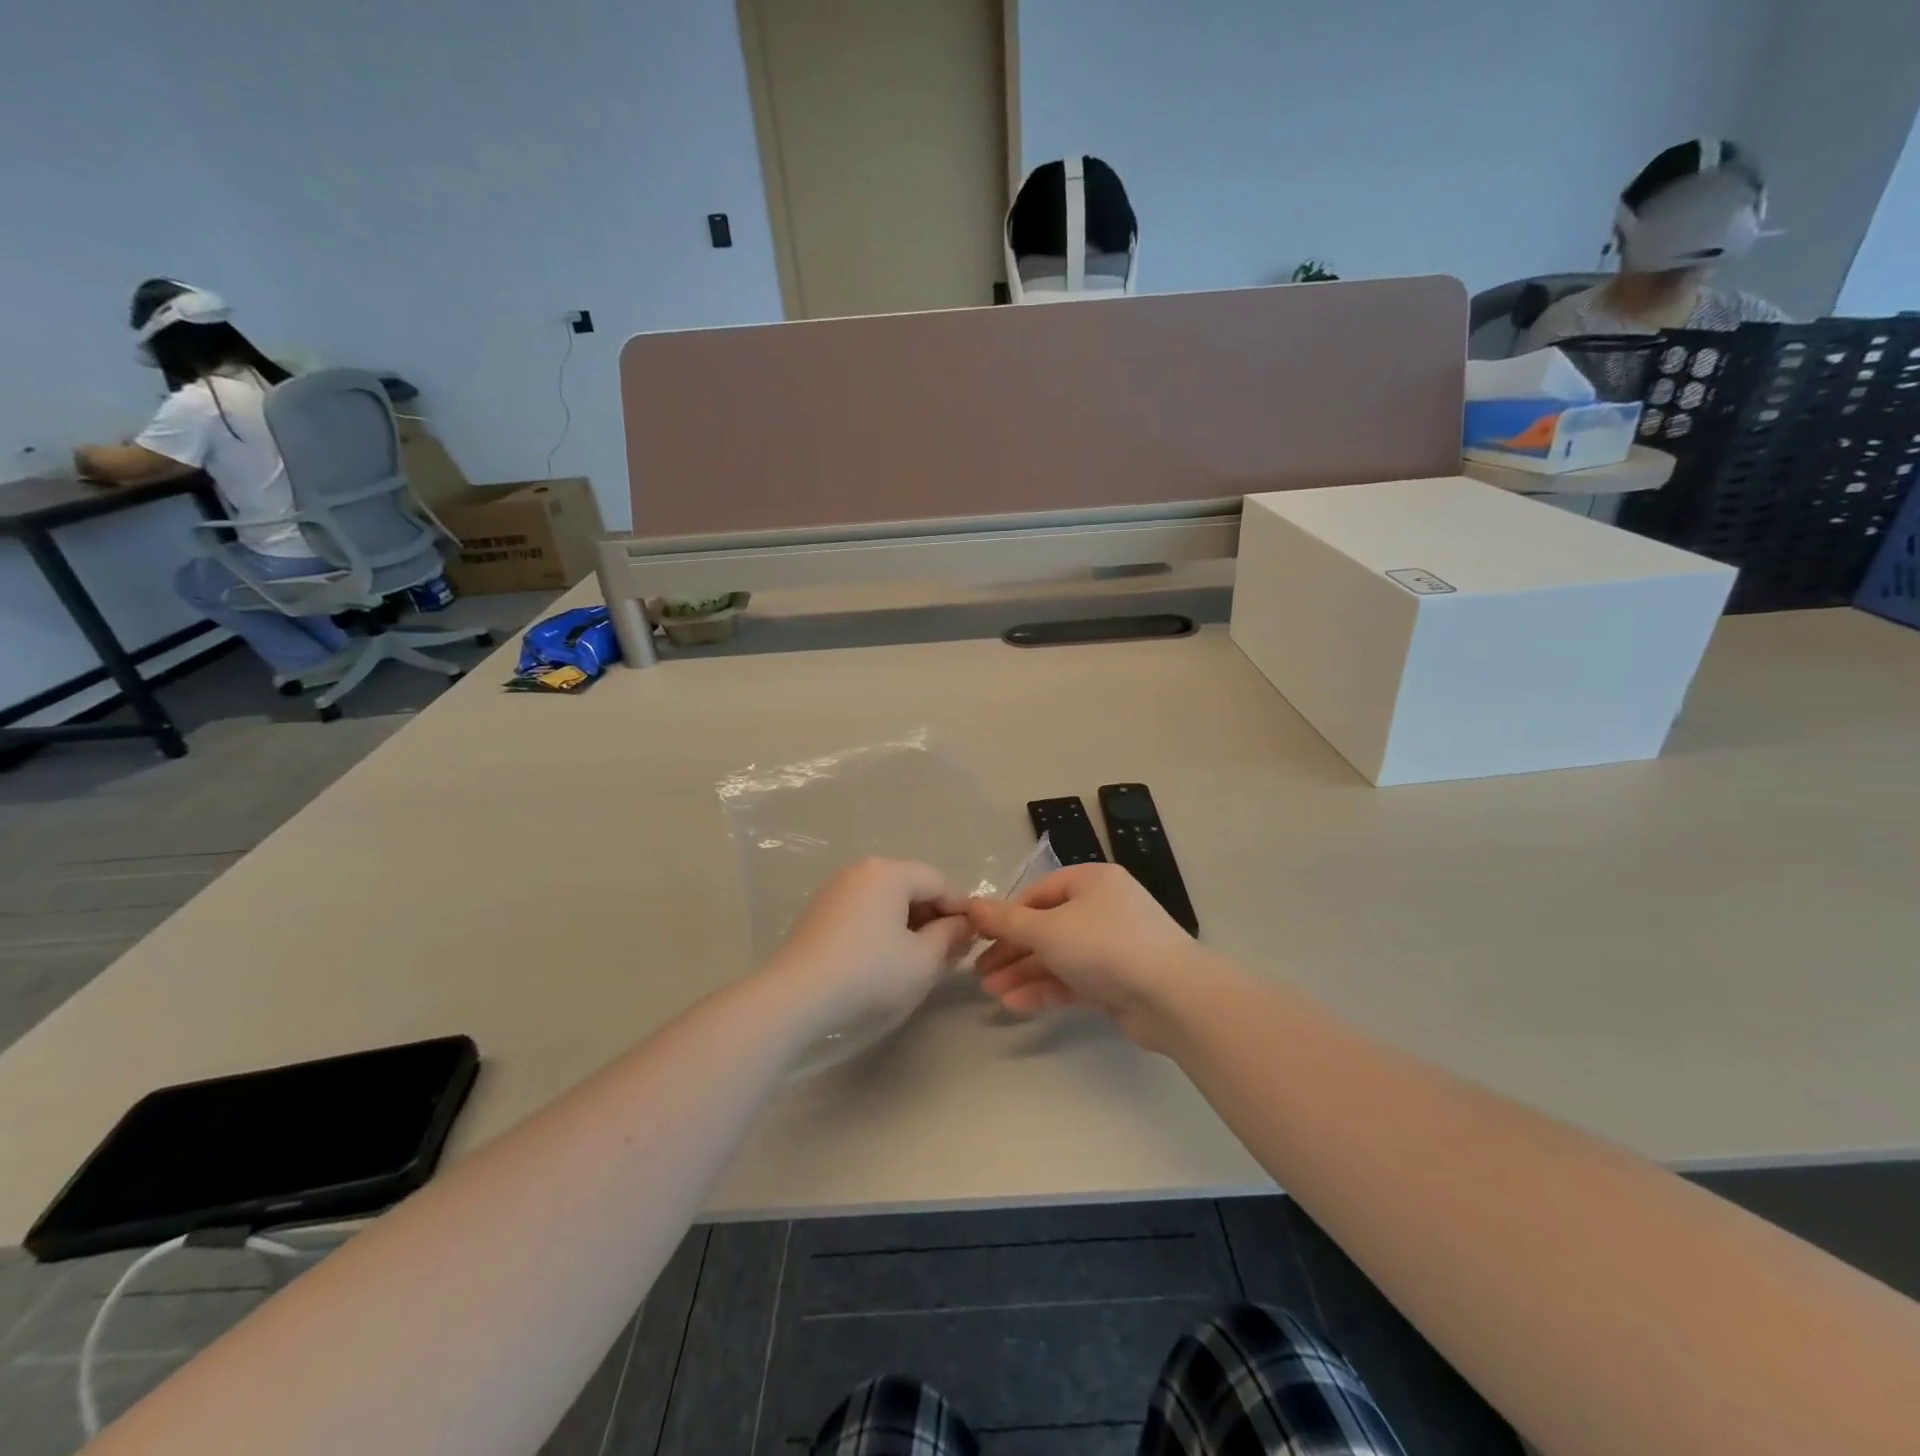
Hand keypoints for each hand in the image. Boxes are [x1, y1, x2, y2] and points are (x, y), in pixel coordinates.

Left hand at [767, 858, 974, 1032]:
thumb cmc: (870, 973)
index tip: (973, 938)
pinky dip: (882, 927)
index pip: (938, 881)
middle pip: (911, 885)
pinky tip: (885, 957)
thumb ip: (950, 936)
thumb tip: (963, 924)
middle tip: (949, 951)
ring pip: (886, 899)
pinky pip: (864, 909)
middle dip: (934, 916)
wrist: (796, 996)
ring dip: (909, 923)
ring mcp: (836, 888)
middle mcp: (862, 870)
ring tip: (919, 957)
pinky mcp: (819, 910)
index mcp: (890, 872)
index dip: (960, 908)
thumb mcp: (923, 960)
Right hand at [964, 863, 1206, 1046]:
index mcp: (1091, 881)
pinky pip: (1074, 979)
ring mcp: (1113, 945)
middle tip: (978, 972)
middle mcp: (1103, 908)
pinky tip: (1015, 1003)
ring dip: (1024, 972)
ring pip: (1058, 956)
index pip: (1038, 893)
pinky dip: (1045, 988)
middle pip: (1046, 926)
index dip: (1006, 914)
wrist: (1173, 997)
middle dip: (1011, 950)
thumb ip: (1006, 921)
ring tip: (990, 992)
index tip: (979, 937)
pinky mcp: (1118, 980)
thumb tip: (969, 905)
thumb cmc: (1105, 946)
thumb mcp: (1047, 930)